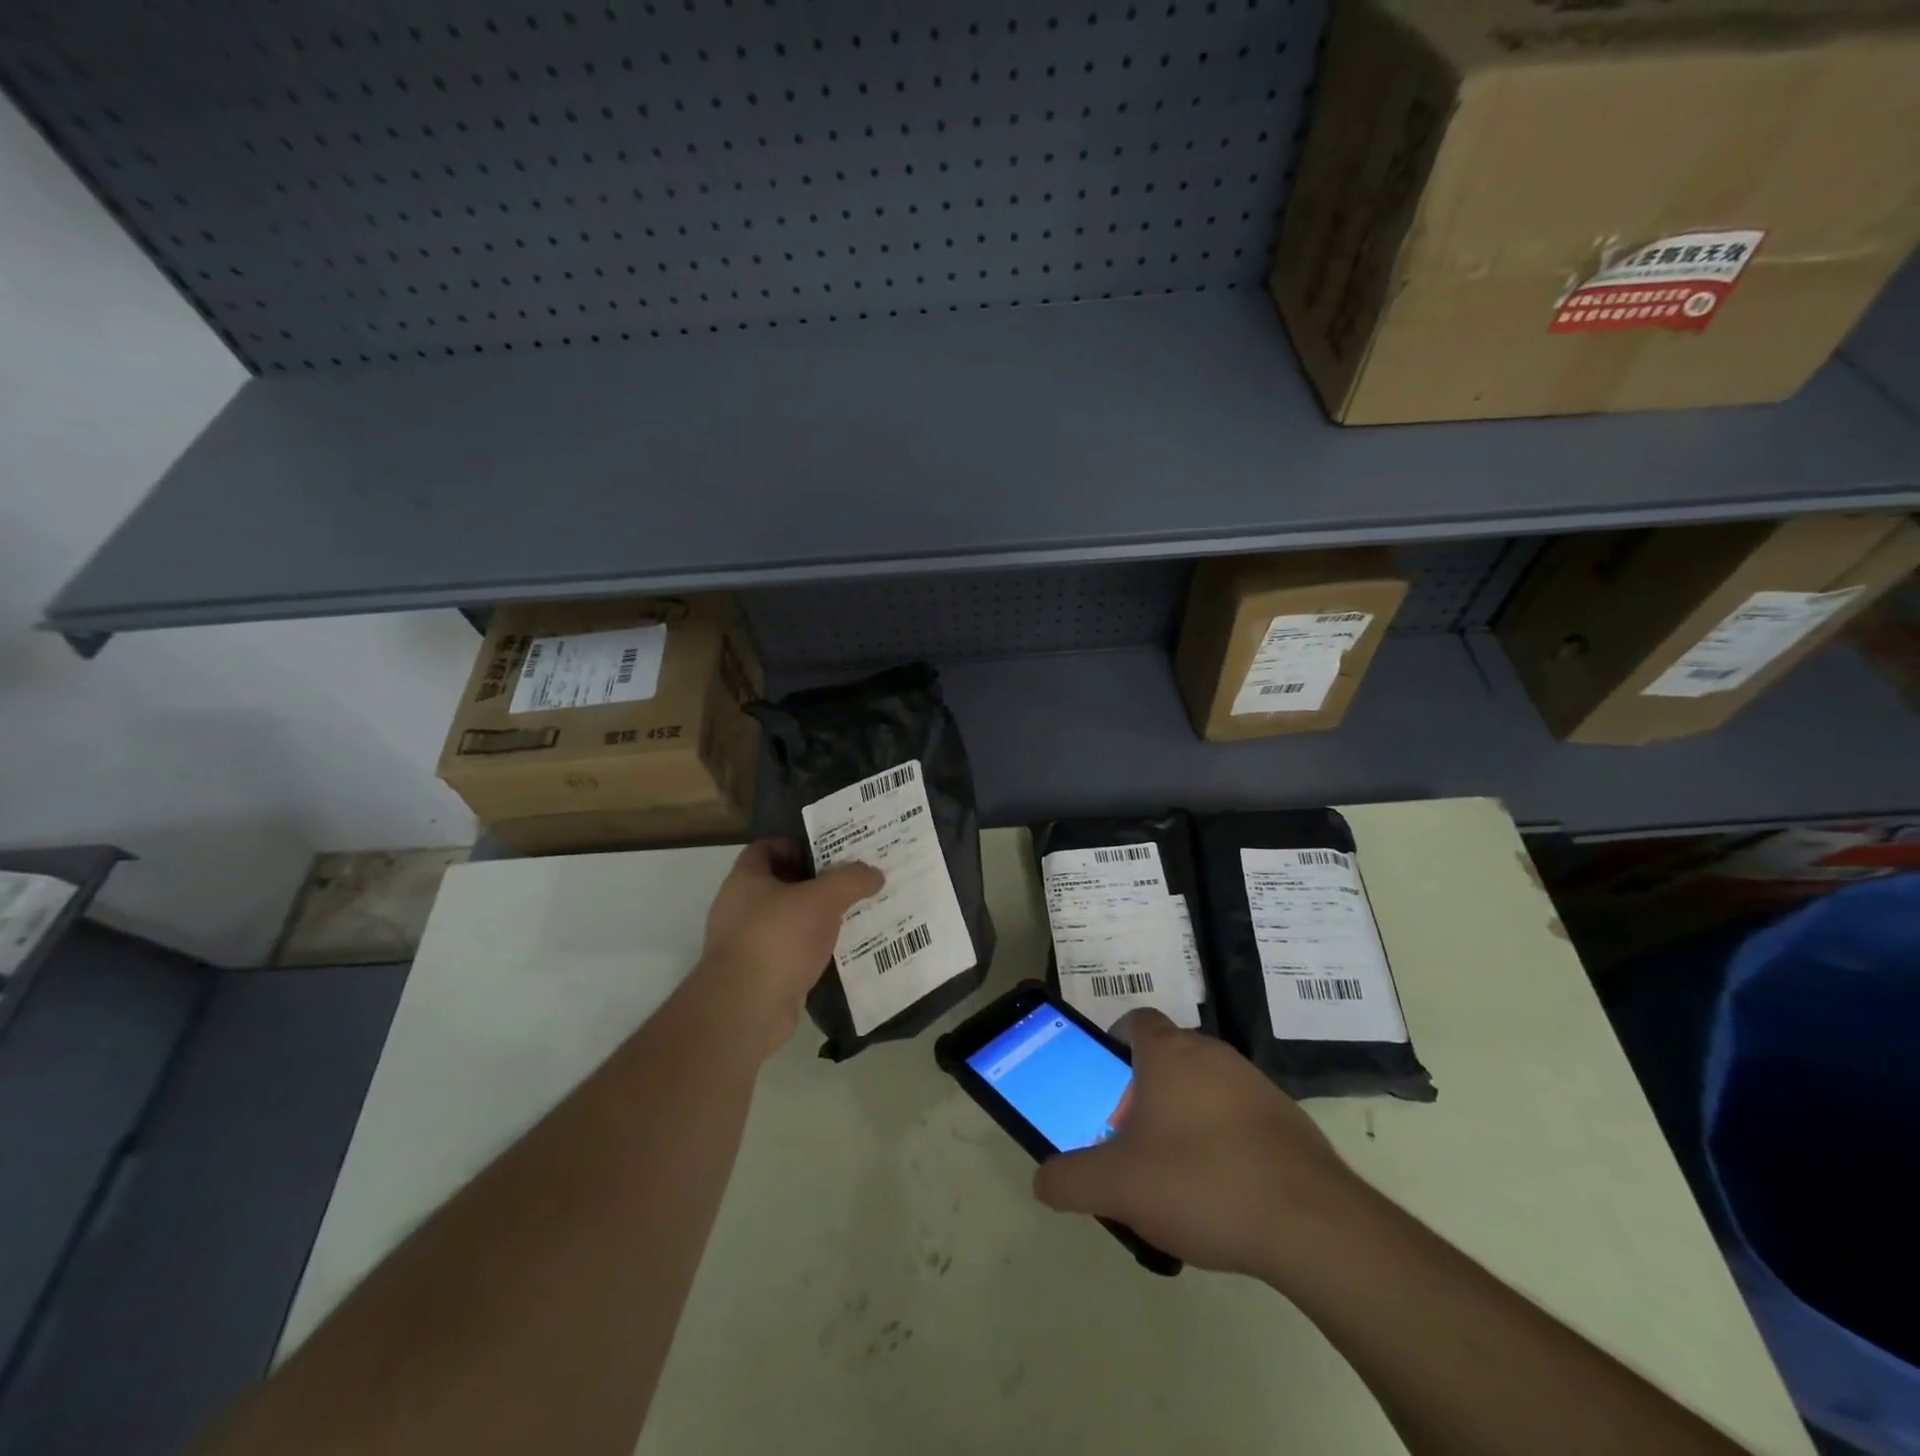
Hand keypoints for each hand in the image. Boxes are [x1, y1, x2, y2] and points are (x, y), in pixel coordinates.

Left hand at [688, 840, 883, 1058]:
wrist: (746, 1009)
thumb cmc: (778, 938)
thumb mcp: (823, 899)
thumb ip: (850, 881)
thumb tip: (874, 873)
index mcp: (745, 880)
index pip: (766, 848)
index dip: (796, 846)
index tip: (829, 853)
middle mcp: (739, 908)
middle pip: (781, 885)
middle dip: (816, 884)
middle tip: (852, 883)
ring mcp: (747, 945)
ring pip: (788, 921)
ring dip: (817, 919)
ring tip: (854, 917)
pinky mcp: (759, 976)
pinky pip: (791, 953)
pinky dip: (812, 951)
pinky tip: (840, 953)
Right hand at [1032, 1009, 1365, 1282]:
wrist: (1310, 1223)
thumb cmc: (1200, 1182)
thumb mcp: (1117, 1187)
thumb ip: (1069, 1180)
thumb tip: (1043, 1180)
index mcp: (1168, 1053)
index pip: (1134, 1021)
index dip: (1114, 1044)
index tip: (1106, 1084)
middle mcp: (1211, 1053)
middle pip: (1167, 1057)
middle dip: (1145, 1091)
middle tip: (1133, 1140)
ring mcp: (1254, 1083)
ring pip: (1204, 1086)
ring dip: (1185, 1116)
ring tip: (1177, 1174)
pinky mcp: (1288, 1118)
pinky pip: (1240, 1115)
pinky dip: (1224, 1139)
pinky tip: (1223, 1191)